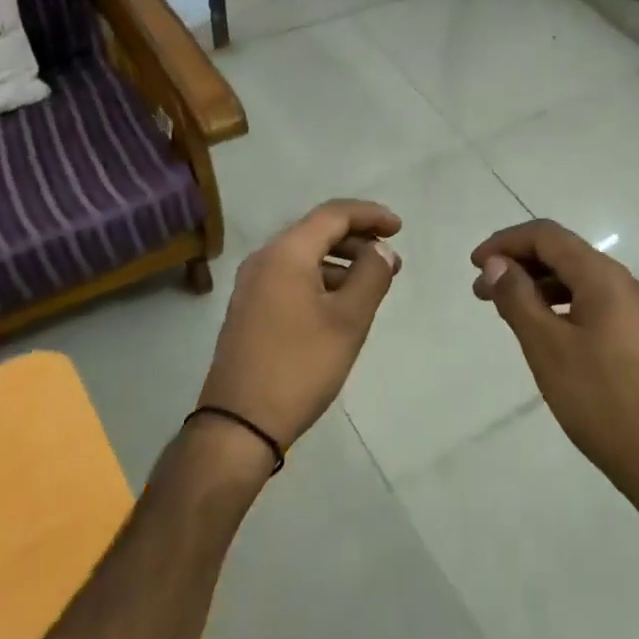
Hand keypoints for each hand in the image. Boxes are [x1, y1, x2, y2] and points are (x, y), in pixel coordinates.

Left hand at [200, 199, 402, 452]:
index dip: (369, 215)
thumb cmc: (301, 366)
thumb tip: (381, 250)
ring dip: (340, 262)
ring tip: (372, 285)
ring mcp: (251, 285)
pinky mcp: (249, 309)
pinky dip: (320, 280)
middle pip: (316, 232)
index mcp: (285, 253)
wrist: (239, 424)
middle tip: (391, 261)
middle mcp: (263, 259)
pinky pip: (290, 278)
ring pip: (303, 257)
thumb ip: (372, 276)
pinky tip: (340, 305)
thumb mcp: (349, 320)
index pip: (333, 214)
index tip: (399, 228)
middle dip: (357, 240)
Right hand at [472, 219, 638, 503]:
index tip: (474, 266)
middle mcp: (620, 282)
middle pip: (561, 253)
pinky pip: (586, 302)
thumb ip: (518, 298)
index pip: (547, 236)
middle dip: (517, 263)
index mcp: (602, 277)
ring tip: (501, 309)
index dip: (506, 242)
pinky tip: (537, 328)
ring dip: (534, 285)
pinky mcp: (631, 334)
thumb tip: (496, 263)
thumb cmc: (599, 399)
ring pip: (573, 279)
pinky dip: (555, 304)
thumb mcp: (548, 346)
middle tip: (480, 291)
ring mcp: (630, 309)